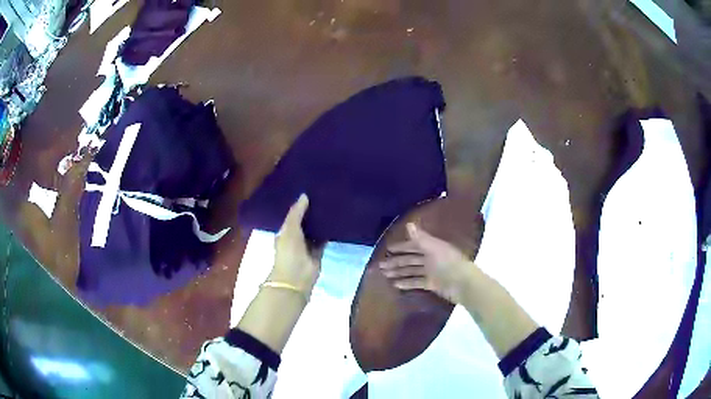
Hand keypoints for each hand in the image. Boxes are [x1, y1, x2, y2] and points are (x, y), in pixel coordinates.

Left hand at [270, 194, 321, 294]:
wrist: (297, 277)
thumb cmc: (289, 251)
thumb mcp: (290, 228)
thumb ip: (296, 212)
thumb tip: (304, 195)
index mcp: (284, 232)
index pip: (291, 216)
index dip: (298, 206)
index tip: (308, 192)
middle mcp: (294, 238)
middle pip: (303, 222)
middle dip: (310, 213)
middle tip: (322, 196)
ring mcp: (306, 246)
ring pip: (314, 231)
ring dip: (319, 222)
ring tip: (330, 205)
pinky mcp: (317, 253)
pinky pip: (323, 240)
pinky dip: (327, 233)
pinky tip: (335, 221)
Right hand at [379, 223, 473, 303]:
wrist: (463, 283)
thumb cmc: (449, 263)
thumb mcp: (434, 249)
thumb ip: (420, 238)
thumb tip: (408, 223)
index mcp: (432, 247)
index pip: (414, 245)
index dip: (401, 247)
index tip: (388, 249)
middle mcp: (431, 258)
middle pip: (410, 259)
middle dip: (396, 261)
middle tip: (381, 266)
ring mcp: (431, 272)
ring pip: (412, 271)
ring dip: (399, 272)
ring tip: (385, 275)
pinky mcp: (432, 284)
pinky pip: (416, 282)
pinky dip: (407, 283)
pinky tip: (396, 285)